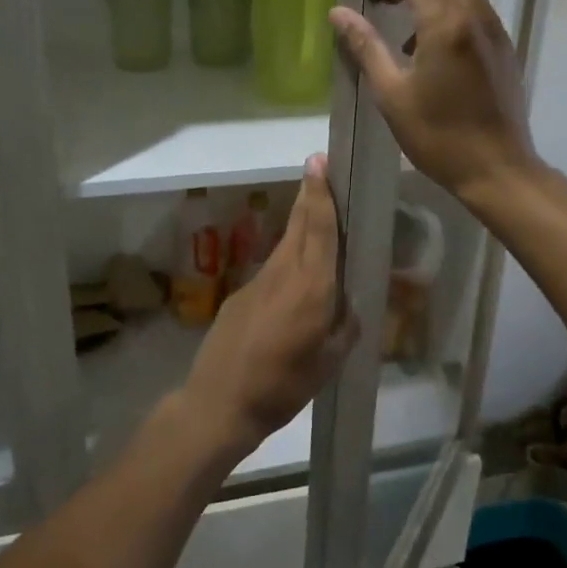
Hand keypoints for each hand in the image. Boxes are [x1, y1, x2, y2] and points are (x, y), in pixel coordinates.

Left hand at [177, 154, 358, 454]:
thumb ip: (343, 329)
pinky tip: (293, 282)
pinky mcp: (239, 296)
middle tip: (319, 170)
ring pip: (284, 245)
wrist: (219, 404)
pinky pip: (271, 270)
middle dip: (310, 196)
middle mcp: (283, 274)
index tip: (318, 163)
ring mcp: (257, 282)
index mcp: (312, 288)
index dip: (320, 194)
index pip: (319, 229)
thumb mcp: (328, 364)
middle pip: (299, 225)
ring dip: (300, 226)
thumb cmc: (283, 387)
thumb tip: (347, 308)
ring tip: (316, 218)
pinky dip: (286, 261)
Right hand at [330, 0, 538, 203]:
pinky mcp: (499, 43)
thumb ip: (366, 47)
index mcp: (445, 23)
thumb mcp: (393, 96)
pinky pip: (469, 1)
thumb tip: (339, 11)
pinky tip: (415, 32)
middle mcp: (474, 13)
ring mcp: (493, 26)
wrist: (500, 170)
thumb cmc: (440, 138)